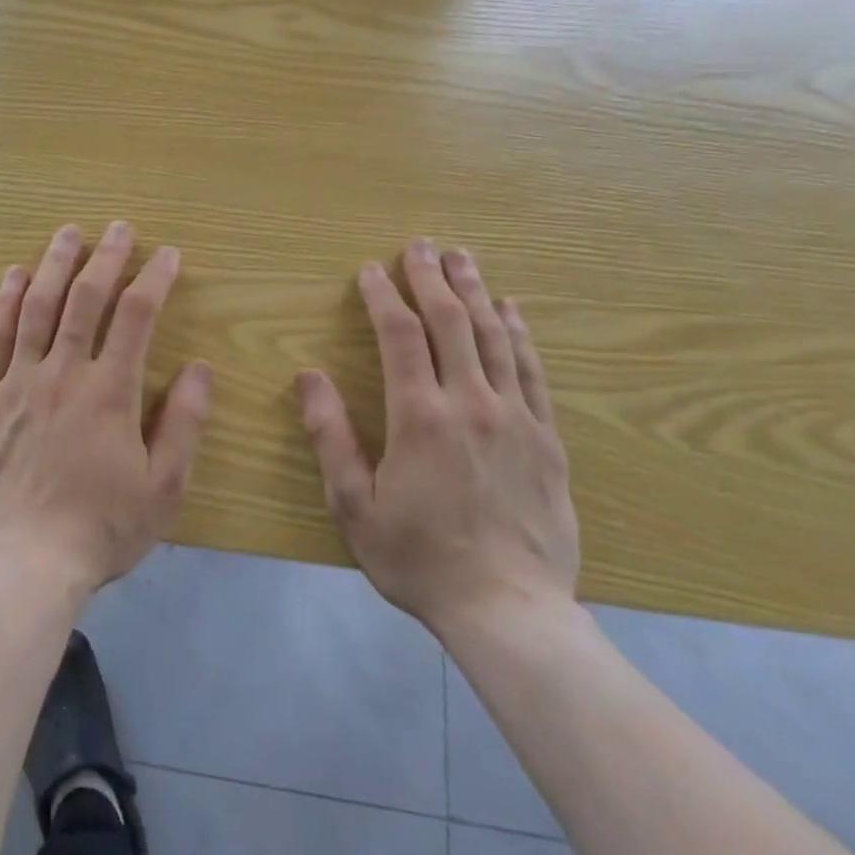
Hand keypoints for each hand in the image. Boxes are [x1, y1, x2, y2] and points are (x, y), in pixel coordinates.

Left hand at [0, 221, 211, 593]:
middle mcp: (64, 374)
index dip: (154, 279)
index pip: (137, 317)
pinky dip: (4, 304)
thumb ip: (184, 423)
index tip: (167, 254)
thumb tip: (201, 367)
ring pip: (37, 308)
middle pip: (86, 299)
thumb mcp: (163, 487)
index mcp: (110, 392)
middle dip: (107, 257)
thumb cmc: (100, 529)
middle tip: (119, 227)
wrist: (22, 565)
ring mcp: (18, 383)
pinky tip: (13, 277)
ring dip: (55, 264)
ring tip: (68, 232)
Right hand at [295, 240, 577, 639]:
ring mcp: (515, 417)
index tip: (370, 270)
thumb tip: (308, 376)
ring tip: (463, 258)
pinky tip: (512, 310)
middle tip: (419, 245)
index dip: (382, 296)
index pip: (399, 335)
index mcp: (419, 416)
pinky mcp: (547, 438)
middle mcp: (470, 402)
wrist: (509, 610)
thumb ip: (330, 435)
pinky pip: (532, 370)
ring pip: (496, 336)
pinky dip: (520, 333)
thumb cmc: (418, 558)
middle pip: (451, 322)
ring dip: (476, 291)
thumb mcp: (353, 505)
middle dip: (431, 277)